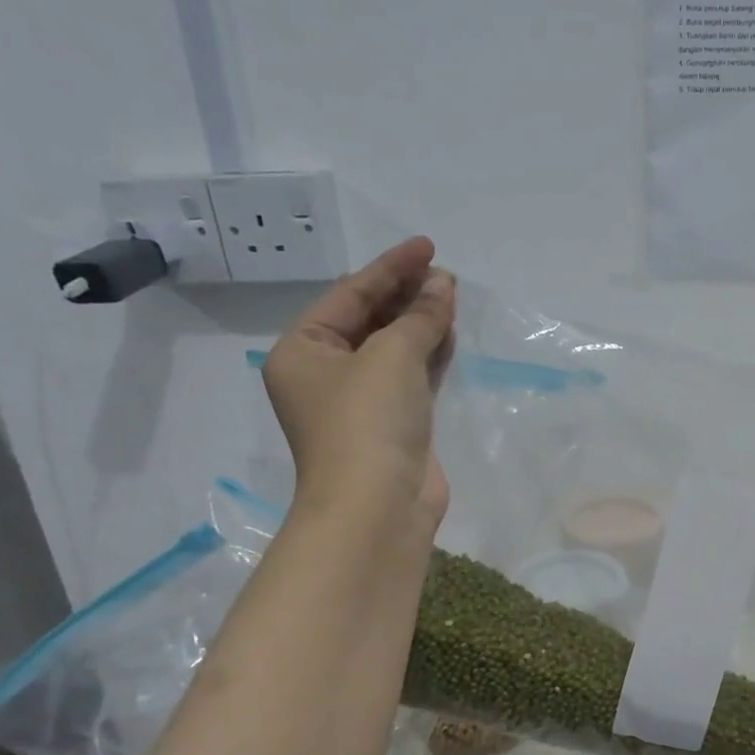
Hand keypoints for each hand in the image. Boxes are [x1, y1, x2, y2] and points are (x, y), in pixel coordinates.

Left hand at [261, 236, 455, 545]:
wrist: (378, 507)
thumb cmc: (368, 421)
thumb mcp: (392, 356)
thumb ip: (420, 317)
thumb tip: (443, 286)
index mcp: (303, 350)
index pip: (349, 294)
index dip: (390, 267)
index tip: (428, 247)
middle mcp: (325, 373)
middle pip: (368, 319)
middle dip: (406, 293)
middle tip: (444, 273)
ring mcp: (360, 401)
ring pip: (392, 347)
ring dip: (420, 321)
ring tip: (452, 294)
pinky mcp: (393, 424)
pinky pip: (410, 375)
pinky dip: (429, 353)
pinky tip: (449, 332)